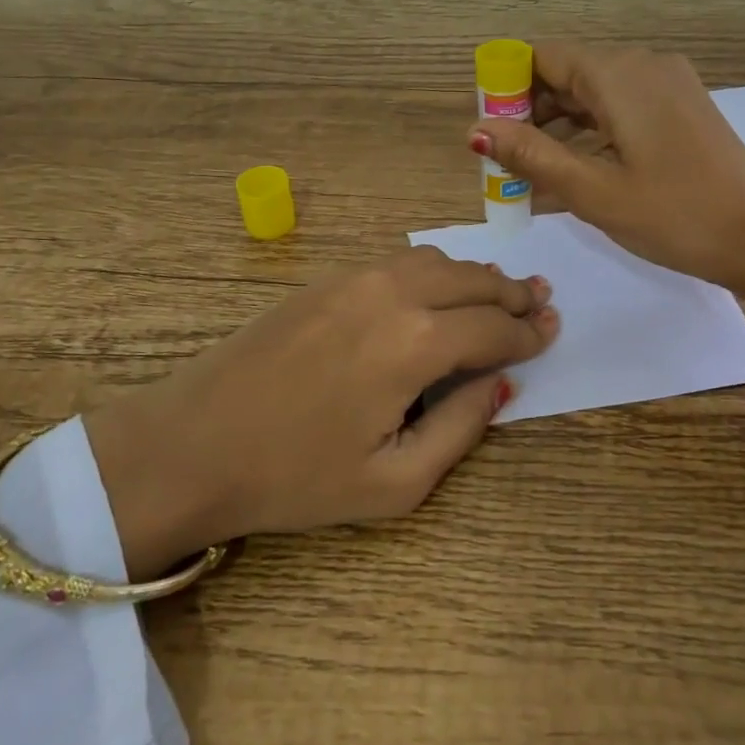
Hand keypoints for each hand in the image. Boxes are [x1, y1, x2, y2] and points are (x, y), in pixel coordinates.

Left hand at [82, 248, 557, 577]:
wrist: (192, 444)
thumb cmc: (295, 478)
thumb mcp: (393, 483)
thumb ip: (460, 428)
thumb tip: (498, 383)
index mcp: (416, 344)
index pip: (494, 329)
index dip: (529, 333)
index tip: (552, 331)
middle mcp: (393, 294)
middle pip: (473, 280)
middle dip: (512, 294)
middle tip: (540, 302)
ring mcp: (355, 279)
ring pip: (437, 261)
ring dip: (475, 276)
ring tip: (498, 294)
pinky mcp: (325, 279)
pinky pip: (398, 262)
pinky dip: (434, 270)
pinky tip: (438, 291)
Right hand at [468, 43, 744, 292]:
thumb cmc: (674, 215)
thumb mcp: (593, 190)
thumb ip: (531, 155)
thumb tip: (476, 130)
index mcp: (618, 74)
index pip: (542, 57)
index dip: (507, 88)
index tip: (488, 132)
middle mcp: (643, 65)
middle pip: (567, 72)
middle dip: (530, 112)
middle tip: (506, 162)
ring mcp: (667, 85)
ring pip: (594, 92)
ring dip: (559, 126)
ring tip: (533, 174)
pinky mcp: (681, 107)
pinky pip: (621, 107)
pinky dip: (591, 132)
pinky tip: (576, 170)